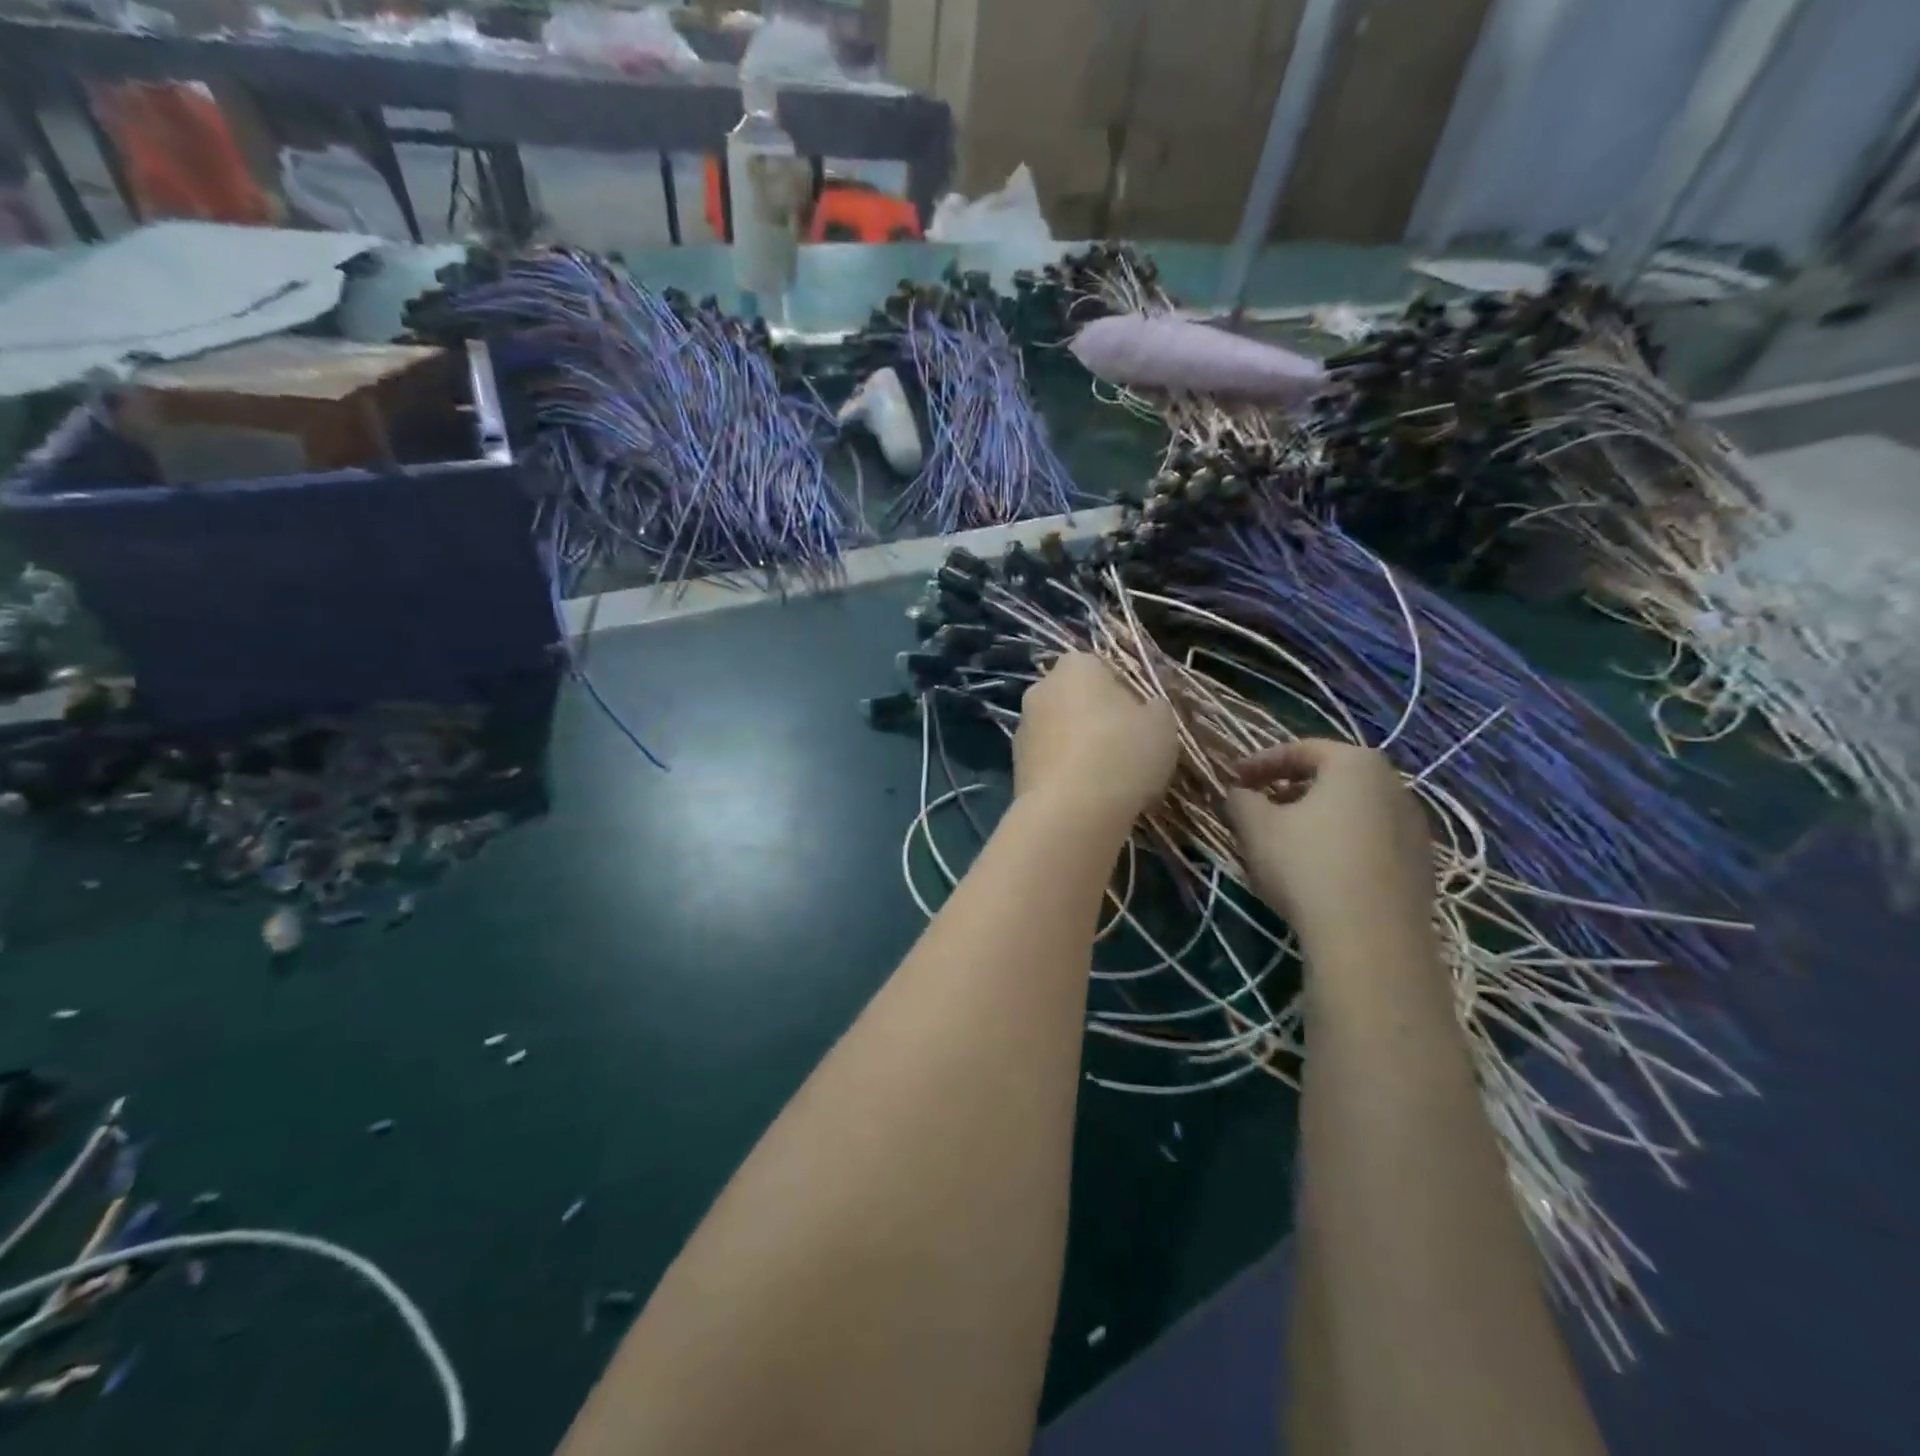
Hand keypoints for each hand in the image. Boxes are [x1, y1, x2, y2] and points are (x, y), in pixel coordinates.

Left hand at [1014, 653, 1177, 829]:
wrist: (1071, 811)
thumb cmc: (1122, 753)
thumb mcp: (1162, 724)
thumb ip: (1155, 708)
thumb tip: (1146, 709)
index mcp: (1076, 666)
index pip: (1101, 667)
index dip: (1123, 692)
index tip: (1139, 720)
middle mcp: (1040, 688)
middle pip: (1076, 699)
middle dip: (1096, 719)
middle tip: (1126, 749)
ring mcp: (1022, 727)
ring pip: (1060, 732)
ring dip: (1078, 747)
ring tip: (1107, 780)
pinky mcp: (1015, 766)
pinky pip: (1050, 762)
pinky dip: (1065, 773)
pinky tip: (1086, 797)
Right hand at [1224, 739, 1433, 952]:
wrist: (1371, 938)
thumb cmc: (1307, 865)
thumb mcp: (1255, 826)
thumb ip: (1241, 799)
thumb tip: (1239, 793)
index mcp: (1355, 763)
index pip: (1300, 750)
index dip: (1260, 763)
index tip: (1233, 779)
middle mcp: (1393, 785)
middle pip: (1331, 778)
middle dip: (1289, 790)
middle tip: (1258, 807)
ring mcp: (1413, 827)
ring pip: (1352, 810)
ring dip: (1315, 818)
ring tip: (1284, 841)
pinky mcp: (1420, 865)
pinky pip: (1370, 840)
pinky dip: (1340, 843)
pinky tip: (1317, 870)